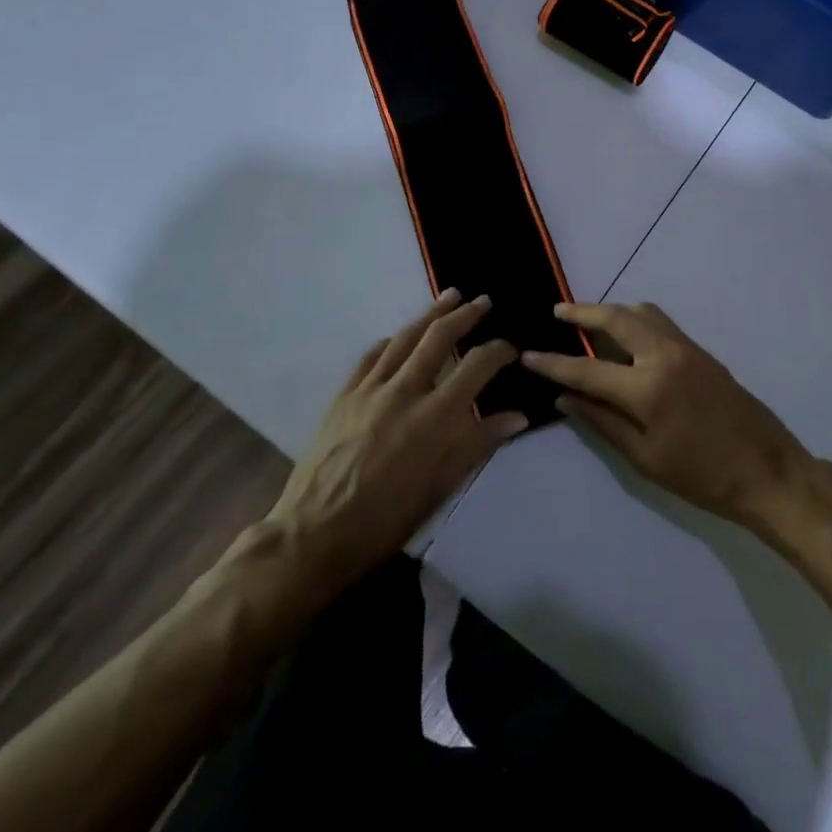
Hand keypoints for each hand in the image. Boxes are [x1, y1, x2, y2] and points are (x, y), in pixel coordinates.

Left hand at [233, 290, 525, 610]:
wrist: (314, 534)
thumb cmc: (385, 520)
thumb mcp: (441, 489)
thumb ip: (478, 445)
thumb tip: (517, 416)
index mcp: (435, 418)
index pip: (476, 367)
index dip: (498, 352)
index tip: (510, 349)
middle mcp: (404, 392)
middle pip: (439, 337)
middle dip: (465, 315)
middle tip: (483, 301)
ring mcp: (370, 389)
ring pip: (404, 338)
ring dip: (430, 314)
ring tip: (450, 297)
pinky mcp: (344, 394)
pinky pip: (371, 356)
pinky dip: (391, 341)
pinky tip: (400, 336)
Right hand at [522, 302, 809, 531]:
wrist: (768, 470)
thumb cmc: (703, 477)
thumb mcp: (645, 459)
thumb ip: (603, 423)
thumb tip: (565, 398)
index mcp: (647, 388)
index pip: (587, 369)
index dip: (553, 363)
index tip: (527, 355)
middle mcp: (665, 355)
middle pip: (616, 318)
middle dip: (582, 312)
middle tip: (557, 312)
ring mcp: (687, 348)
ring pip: (642, 312)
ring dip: (612, 311)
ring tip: (588, 321)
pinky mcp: (702, 351)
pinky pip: (661, 322)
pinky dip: (636, 320)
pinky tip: (626, 337)